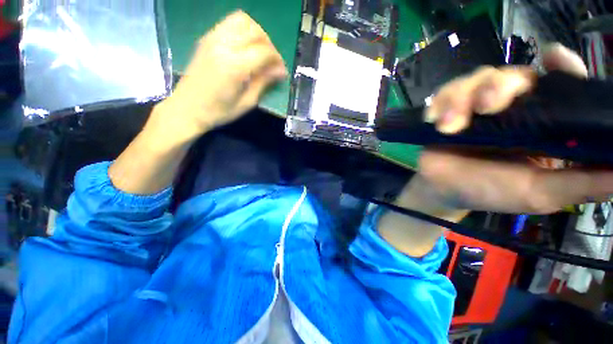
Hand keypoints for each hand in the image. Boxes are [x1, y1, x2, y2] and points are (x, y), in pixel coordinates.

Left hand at [153, 10, 286, 139]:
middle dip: (269, 45)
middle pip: (255, 31)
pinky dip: (243, 30)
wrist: (187, 108)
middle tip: (272, 62)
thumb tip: (280, 71)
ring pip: (242, 20)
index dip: (277, 60)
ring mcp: (212, 38)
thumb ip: (264, 82)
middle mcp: (223, 46)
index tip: (282, 72)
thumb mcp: (247, 102)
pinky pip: (229, 23)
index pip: (264, 51)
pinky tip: (246, 47)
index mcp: (234, 66)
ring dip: (256, 33)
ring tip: (260, 51)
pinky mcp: (207, 38)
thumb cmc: (219, 111)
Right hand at [418, 43, 612, 213]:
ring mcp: (475, 107)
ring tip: (450, 125)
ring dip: (460, 98)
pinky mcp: (448, 111)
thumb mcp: (542, 193)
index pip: (558, 84)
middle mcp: (511, 108)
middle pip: (511, 74)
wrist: (442, 189)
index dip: (561, 68)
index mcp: (541, 123)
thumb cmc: (490, 192)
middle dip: (498, 86)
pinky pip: (443, 93)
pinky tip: (434, 120)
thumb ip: (583, 182)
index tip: (553, 57)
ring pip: (474, 79)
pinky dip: (439, 104)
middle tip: (487, 108)